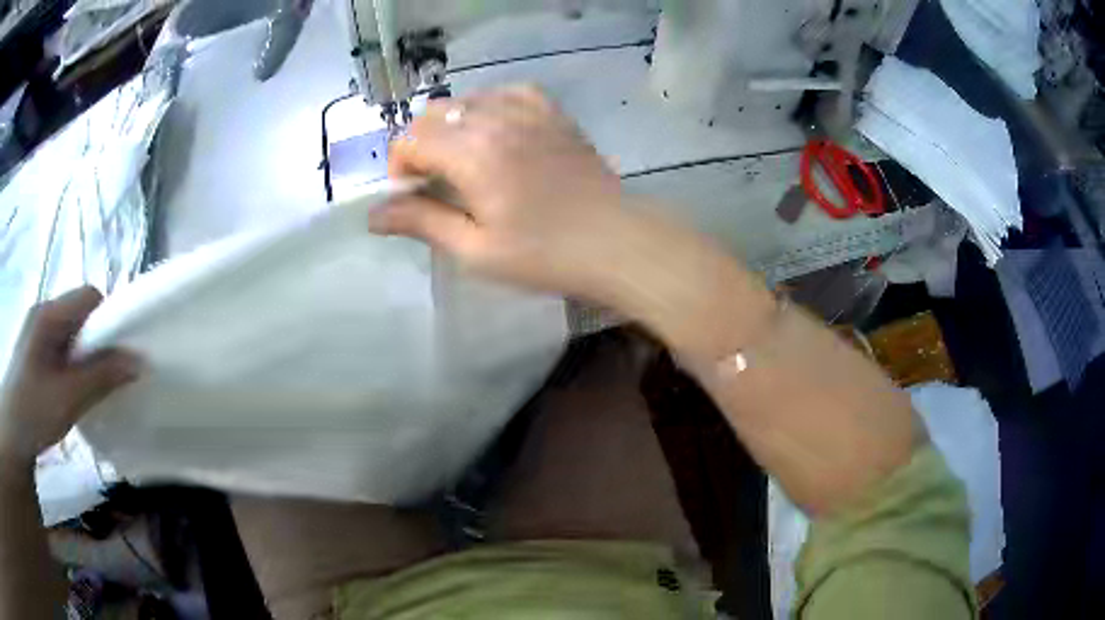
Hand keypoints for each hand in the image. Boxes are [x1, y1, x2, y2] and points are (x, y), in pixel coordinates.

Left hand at [0, 287, 140, 466]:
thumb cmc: (33, 411)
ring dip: (84, 358)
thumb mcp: (67, 399)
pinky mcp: (35, 351)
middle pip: (80, 314)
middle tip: (102, 380)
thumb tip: (138, 361)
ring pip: (71, 333)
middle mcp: (44, 313)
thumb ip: (100, 377)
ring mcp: (37, 332)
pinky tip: (69, 391)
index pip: (89, 297)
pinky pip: (61, 347)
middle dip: (96, 343)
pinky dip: (72, 366)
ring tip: (85, 390)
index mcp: (49, 314)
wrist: (13, 432)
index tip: (118, 357)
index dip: (108, 320)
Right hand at [370, 85, 631, 301]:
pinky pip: (505, 92)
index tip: (414, 196)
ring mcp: (527, 110)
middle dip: (421, 145)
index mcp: (472, 153)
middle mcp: (495, 119)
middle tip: (436, 182)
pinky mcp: (551, 111)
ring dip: (451, 126)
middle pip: (433, 114)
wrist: (615, 241)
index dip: (401, 167)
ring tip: (465, 161)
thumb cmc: (544, 254)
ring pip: (466, 100)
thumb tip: (374, 215)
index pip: (410, 139)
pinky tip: (495, 132)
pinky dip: (488, 107)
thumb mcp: (475, 249)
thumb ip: (422, 222)